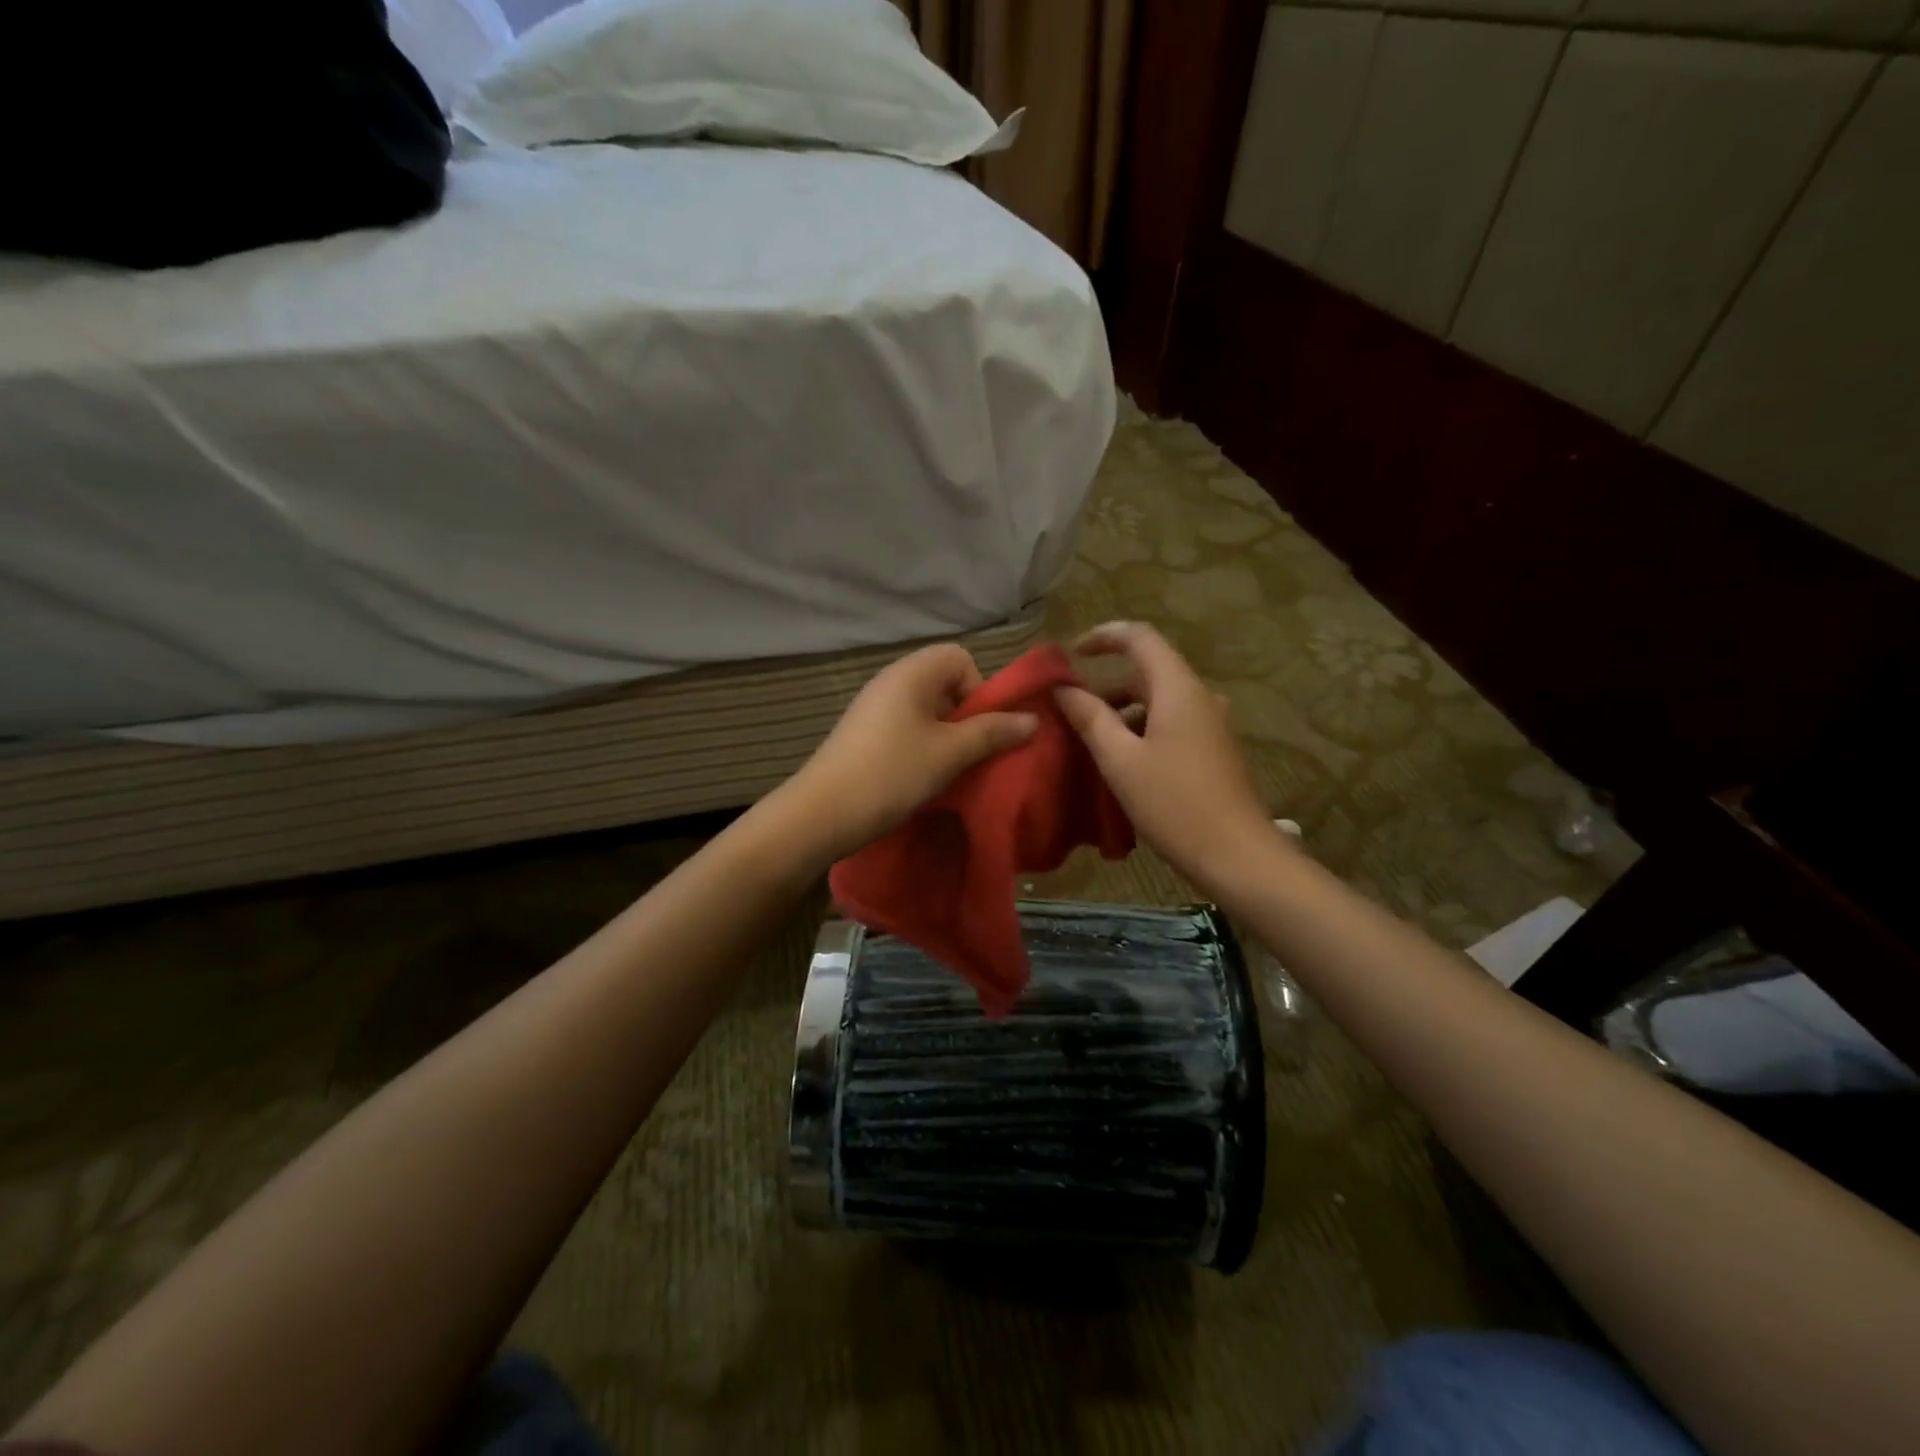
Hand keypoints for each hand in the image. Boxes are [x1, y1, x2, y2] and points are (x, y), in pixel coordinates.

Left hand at [786, 643, 1038, 861]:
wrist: (821, 813)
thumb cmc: (891, 774)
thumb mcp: (950, 753)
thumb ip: (993, 733)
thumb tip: (1032, 719)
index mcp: (910, 673)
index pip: (960, 658)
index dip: (978, 689)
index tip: (978, 728)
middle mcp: (890, 681)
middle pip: (944, 683)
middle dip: (966, 717)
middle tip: (968, 754)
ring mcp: (873, 708)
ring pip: (926, 711)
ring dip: (945, 737)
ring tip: (948, 771)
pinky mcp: (863, 735)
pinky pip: (906, 729)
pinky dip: (922, 748)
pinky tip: (920, 779)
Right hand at [1055, 622, 1278, 895]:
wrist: (1238, 855)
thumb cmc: (1174, 804)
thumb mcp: (1120, 760)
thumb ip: (1090, 718)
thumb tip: (1063, 689)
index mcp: (1178, 689)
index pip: (1140, 637)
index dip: (1103, 636)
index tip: (1071, 655)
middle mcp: (1200, 696)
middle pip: (1148, 671)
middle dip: (1106, 686)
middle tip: (1070, 713)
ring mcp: (1211, 724)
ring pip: (1159, 701)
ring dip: (1123, 712)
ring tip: (1090, 743)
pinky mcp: (1215, 749)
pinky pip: (1172, 723)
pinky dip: (1142, 730)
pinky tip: (1123, 763)